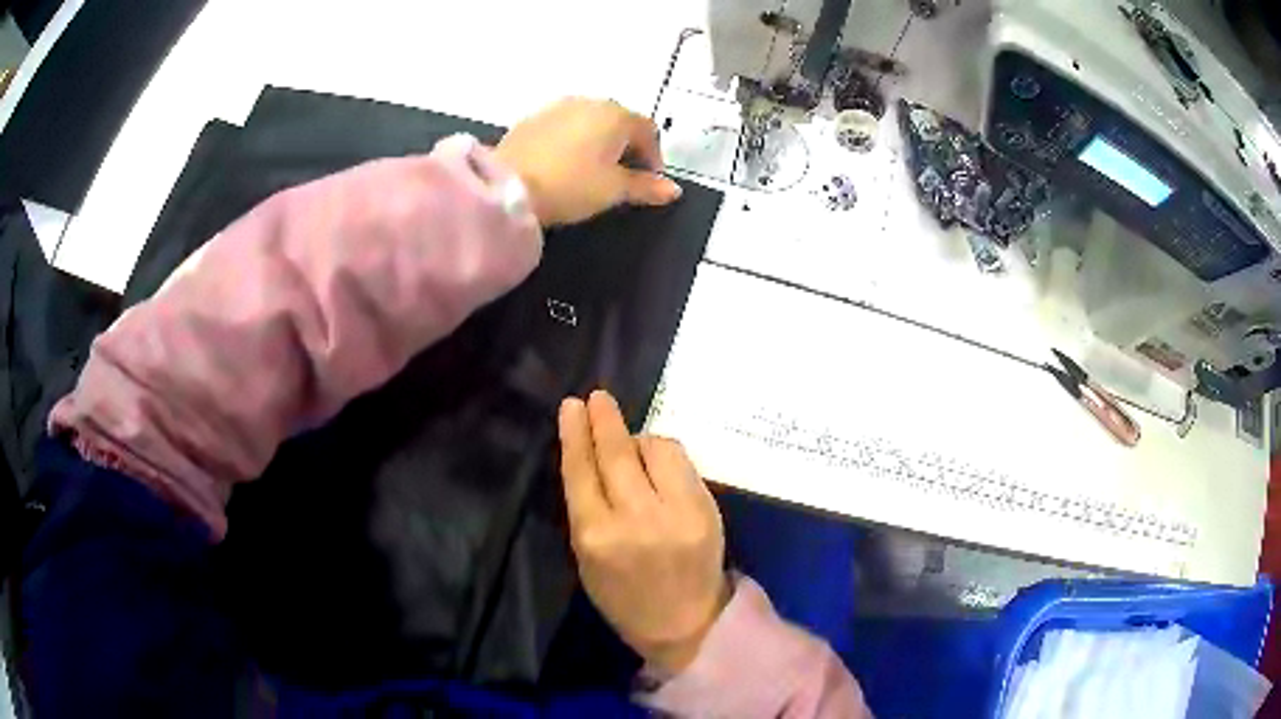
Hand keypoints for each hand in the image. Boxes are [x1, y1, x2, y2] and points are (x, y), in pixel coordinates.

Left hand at [495, 98, 682, 226]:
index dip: (655, 157)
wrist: (507, 186)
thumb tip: (673, 190)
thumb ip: (646, 187)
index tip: (649, 182)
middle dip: (627, 146)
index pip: (648, 130)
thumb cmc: (570, 185)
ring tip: (593, 170)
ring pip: (591, 121)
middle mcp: (590, 102)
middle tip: (623, 176)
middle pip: (620, 121)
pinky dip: (573, 140)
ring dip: (599, 141)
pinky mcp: (533, 118)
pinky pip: (565, 125)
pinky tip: (564, 163)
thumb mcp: (613, 190)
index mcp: (616, 115)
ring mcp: (558, 106)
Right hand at [558, 390, 729, 673]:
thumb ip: (587, 508)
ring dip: (640, 440)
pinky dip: (666, 454)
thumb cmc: (624, 595)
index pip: (581, 472)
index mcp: (596, 537)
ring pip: (655, 449)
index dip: (575, 435)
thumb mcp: (587, 559)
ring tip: (634, 447)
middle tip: (597, 397)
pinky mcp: (706, 509)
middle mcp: (635, 520)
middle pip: (617, 454)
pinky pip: (682, 462)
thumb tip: (592, 455)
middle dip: (605, 420)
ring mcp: (676, 513)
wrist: (684, 622)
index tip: (572, 406)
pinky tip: (659, 462)